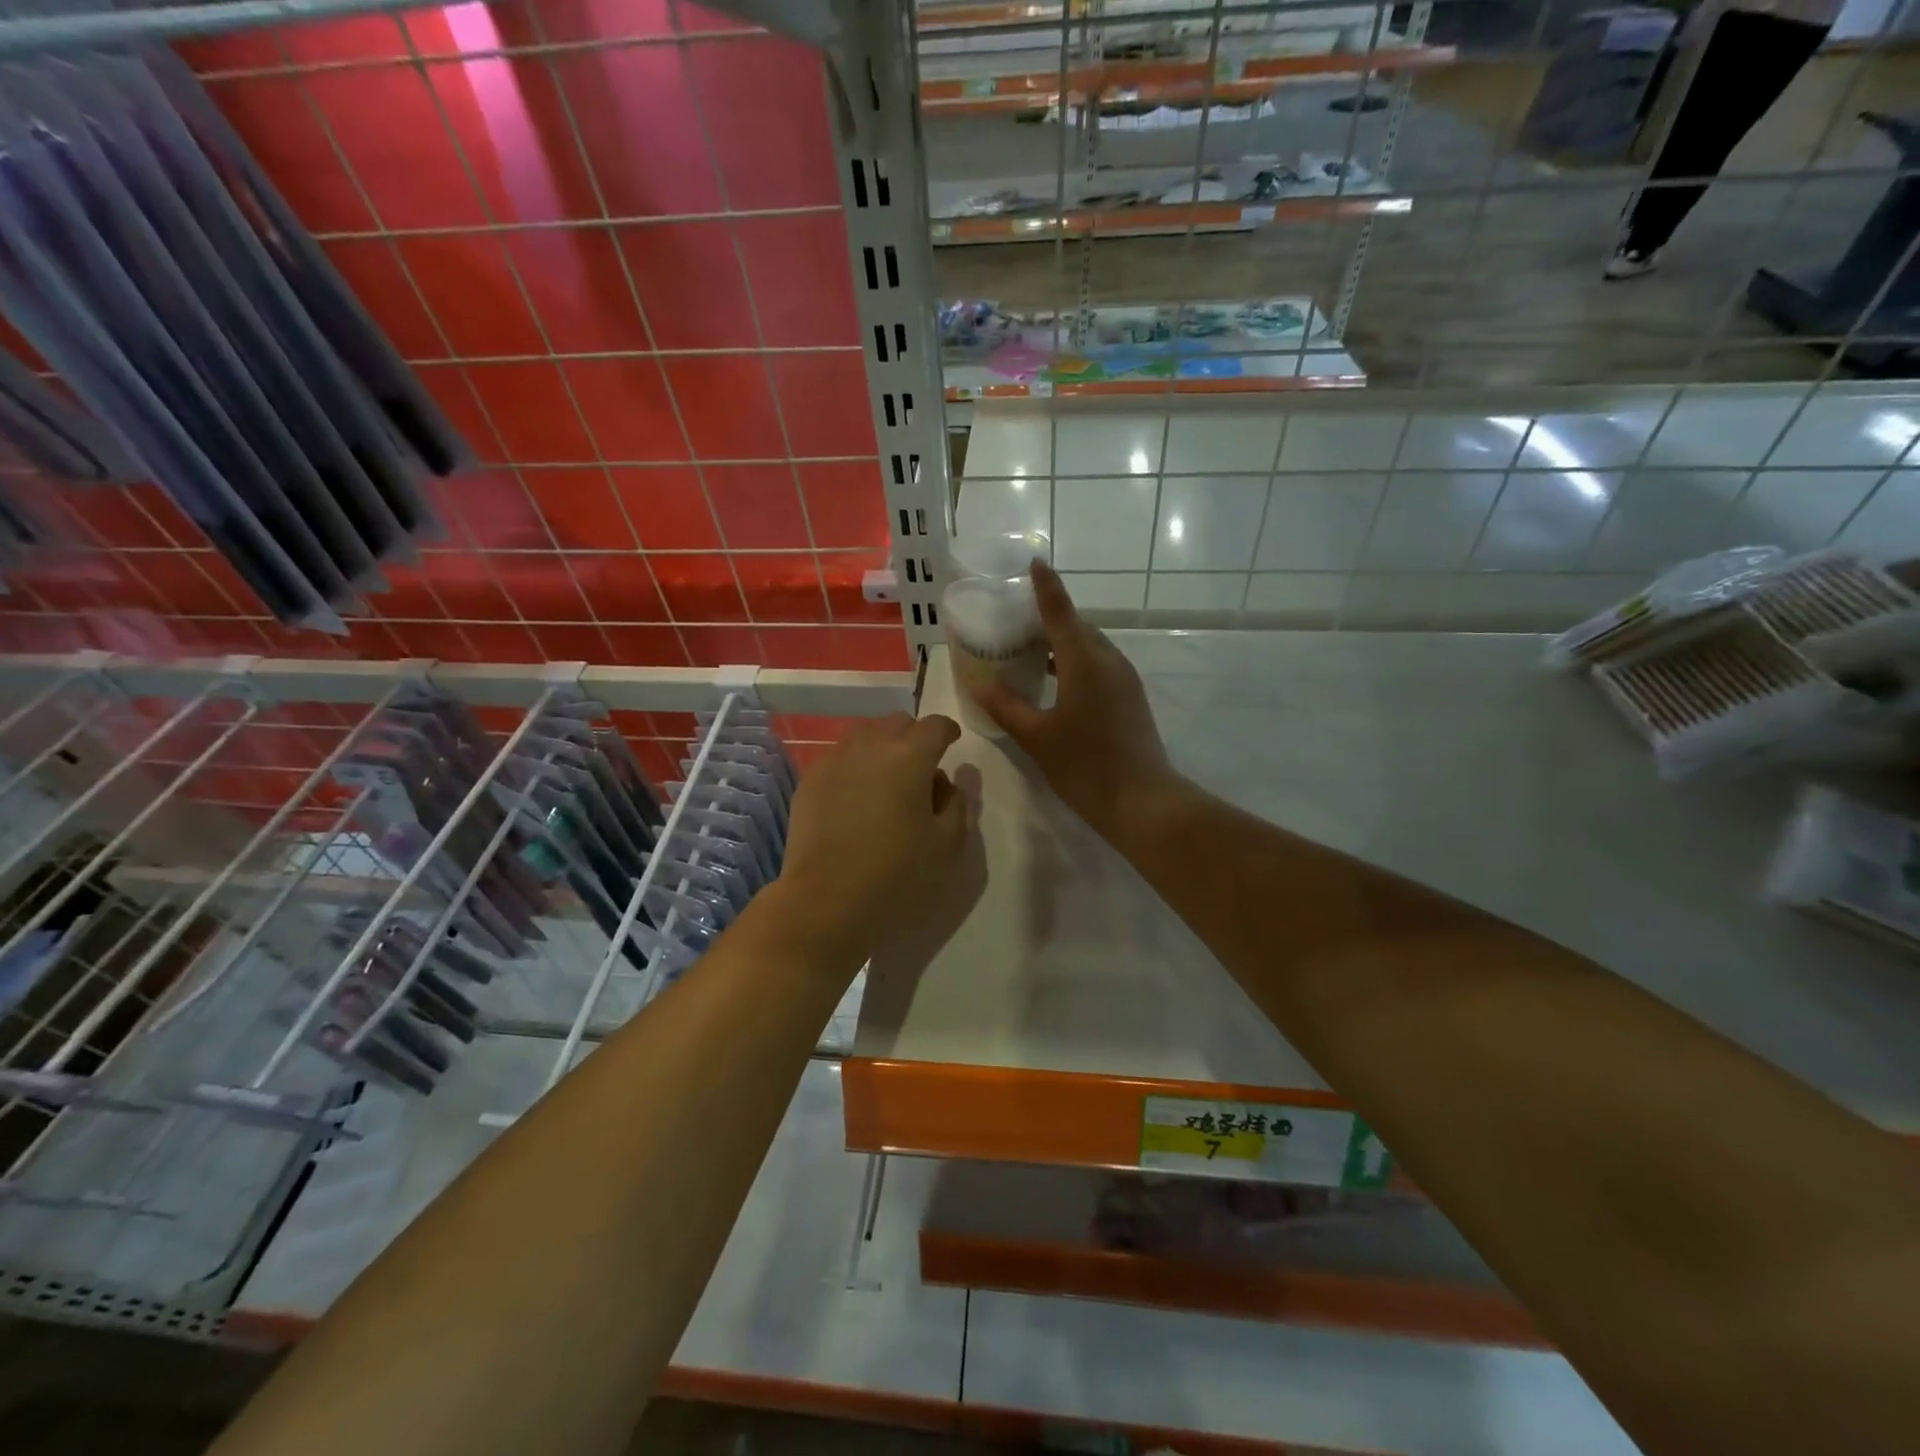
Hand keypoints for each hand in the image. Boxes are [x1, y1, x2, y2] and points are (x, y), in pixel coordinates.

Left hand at [777, 713, 978, 960]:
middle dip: (914, 737)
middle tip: (921, 768)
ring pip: (864, 735)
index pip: (935, 726)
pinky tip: (856, 796)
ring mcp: (835, 761)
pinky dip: (854, 765)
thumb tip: (949, 781)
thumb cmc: (896, 874)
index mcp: (910, 757)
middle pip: (897, 723)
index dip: (948, 732)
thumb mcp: (947, 845)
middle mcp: (870, 746)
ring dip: (882, 746)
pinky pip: (839, 757)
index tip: (952, 744)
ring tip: (887, 780)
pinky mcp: (810, 781)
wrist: (825, 901)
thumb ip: (958, 804)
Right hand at [972, 561, 1179, 834]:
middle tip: (1014, 619)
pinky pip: (1097, 665)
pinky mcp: (1129, 697)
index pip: (1060, 612)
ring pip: (1089, 647)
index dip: (1045, 587)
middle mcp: (1108, 660)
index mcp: (1085, 661)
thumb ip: (1006, 707)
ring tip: (1028, 648)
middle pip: (1077, 626)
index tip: (1034, 563)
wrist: (1142, 801)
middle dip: (1048, 617)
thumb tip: (981, 684)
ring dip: (1061, 641)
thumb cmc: (1085, 765)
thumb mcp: (1036, 737)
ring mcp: (1124, 679)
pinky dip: (1073, 661)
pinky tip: (1053, 680)